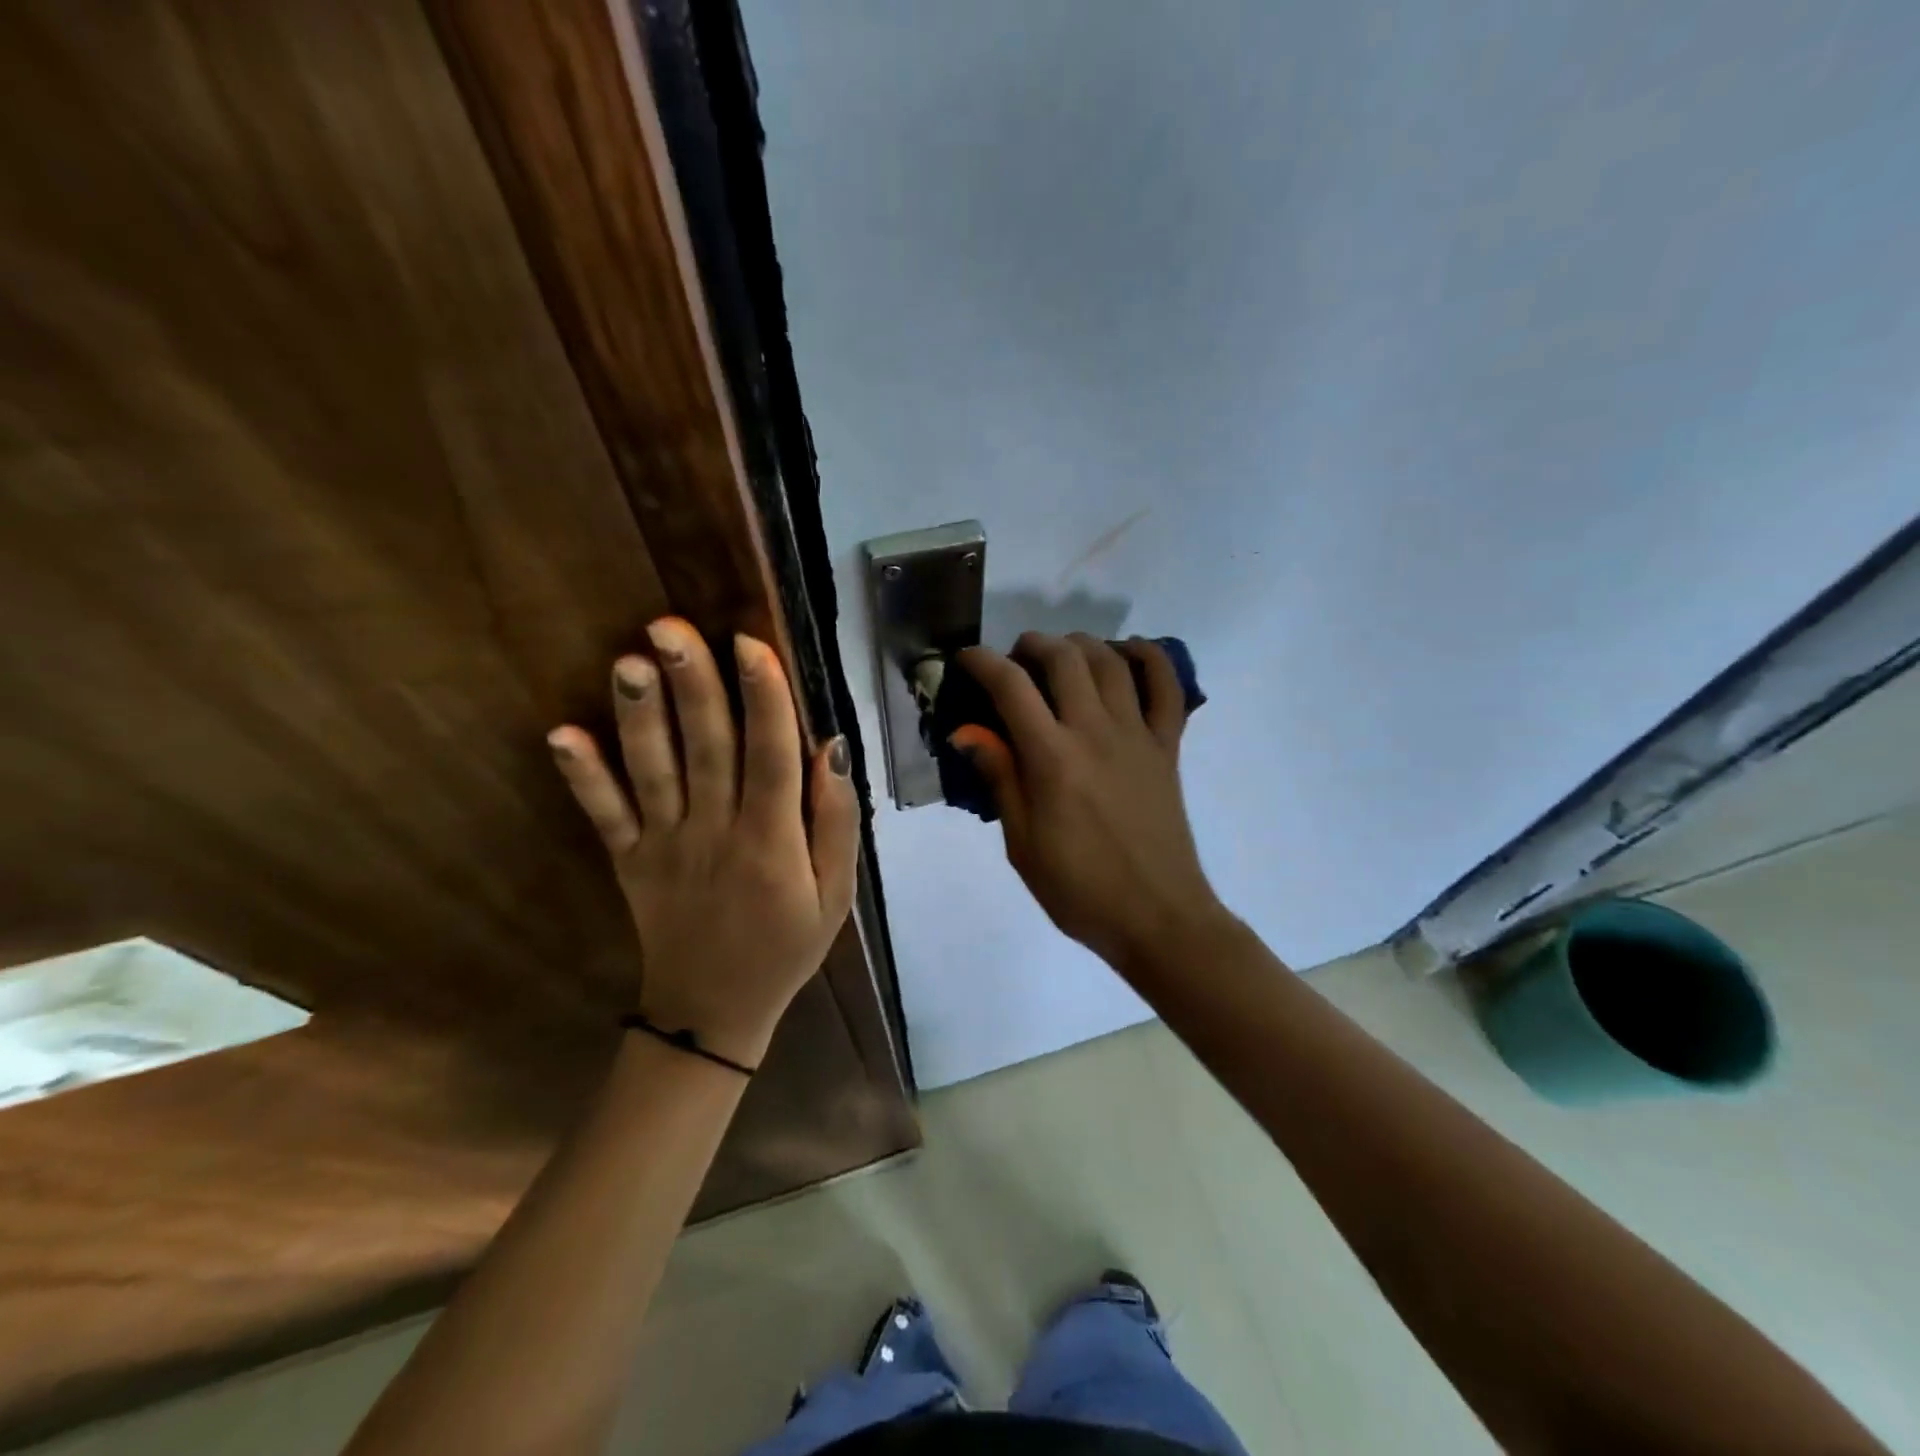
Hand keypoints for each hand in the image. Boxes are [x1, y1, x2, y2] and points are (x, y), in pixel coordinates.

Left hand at [547, 618, 857, 1068]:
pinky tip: (560, 734)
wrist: (714, 1011)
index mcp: (771, 841)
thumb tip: (830, 748)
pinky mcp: (628, 860)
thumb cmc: (787, 945)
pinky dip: (582, 777)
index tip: (750, 643)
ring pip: (653, 772)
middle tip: (671, 626)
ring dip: (639, 715)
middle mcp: (715, 832)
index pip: (770, 757)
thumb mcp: (836, 893)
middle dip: (692, 684)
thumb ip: (836, 821)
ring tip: (629, 660)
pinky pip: (604, 816)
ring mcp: (664, 845)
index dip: (764, 698)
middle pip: (707, 749)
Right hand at [953, 633, 1226, 973]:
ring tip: (1060, 655)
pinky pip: (1167, 687)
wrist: (1157, 917)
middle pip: (1064, 659)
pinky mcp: (1168, 746)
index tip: (966, 659)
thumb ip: (1000, 778)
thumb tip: (967, 732)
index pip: (1011, 687)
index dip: (982, 662)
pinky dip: (1148, 658)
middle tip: (1014, 659)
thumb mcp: (1022, 844)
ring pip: (1111, 661)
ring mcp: (1138, 735)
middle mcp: (1096, 732)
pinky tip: (1125, 654)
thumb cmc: (1079, 889)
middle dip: (1031, 645)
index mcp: (1053, 759)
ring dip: (1080, 644)